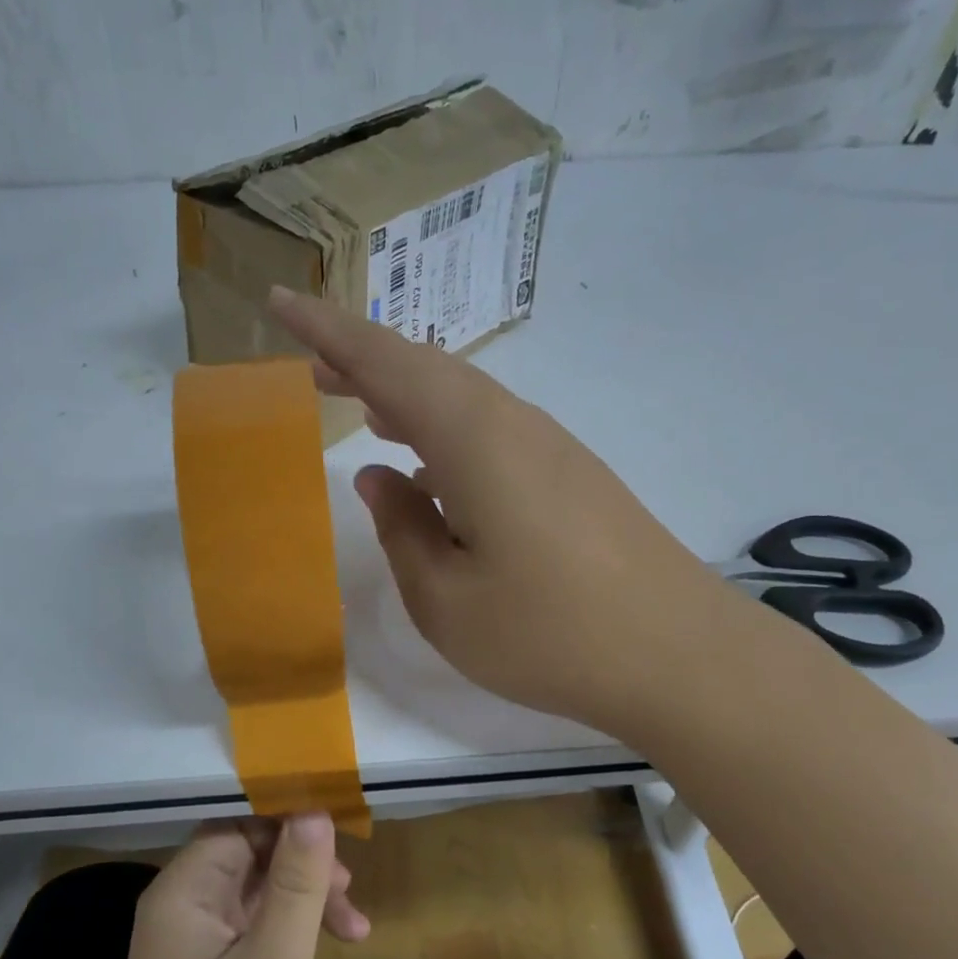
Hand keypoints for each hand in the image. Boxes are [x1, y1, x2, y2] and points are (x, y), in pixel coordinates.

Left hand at [101, 814, 367, 958]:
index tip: (341, 837)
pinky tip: (322, 953)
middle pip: (249, 857)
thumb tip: (314, 811)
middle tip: (351, 894)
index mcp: (183, 891)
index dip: (288, 823)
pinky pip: (251, 930)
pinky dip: (289, 933)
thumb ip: (298, 882)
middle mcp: (180, 907)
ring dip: (304, 903)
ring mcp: (190, 944)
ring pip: (255, 894)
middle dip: (304, 868)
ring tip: (355, 930)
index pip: (238, 826)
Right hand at [269, 286, 729, 739]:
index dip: (327, 331)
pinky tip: (431, 467)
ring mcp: (551, 449)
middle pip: (426, 373)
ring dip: (407, 397)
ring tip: (360, 406)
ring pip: (462, 401)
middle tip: (312, 367)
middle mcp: (514, 425)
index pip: (386, 364)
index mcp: (473, 440)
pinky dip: (445, 432)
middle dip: (363, 362)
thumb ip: (402, 530)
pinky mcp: (573, 477)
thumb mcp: (446, 600)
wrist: (678, 655)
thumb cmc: (549, 635)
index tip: (278, 303)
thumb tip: (378, 477)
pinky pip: (492, 433)